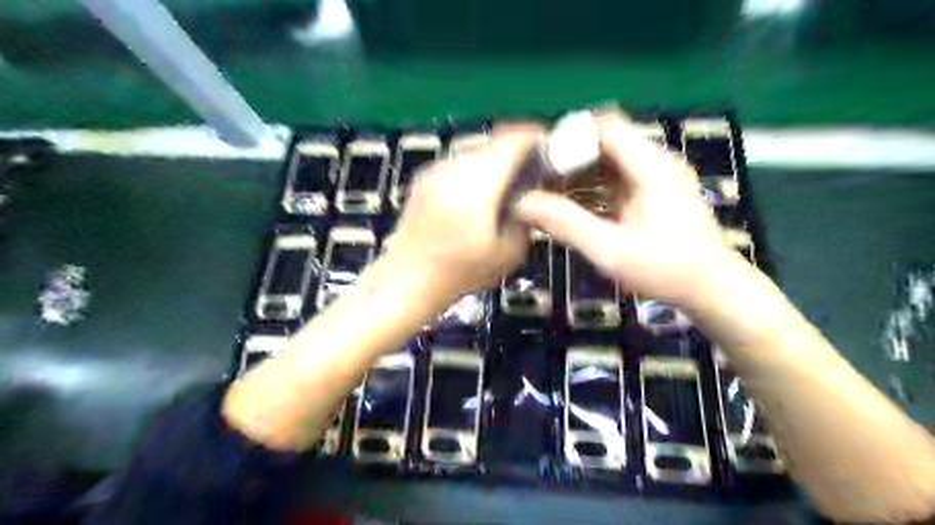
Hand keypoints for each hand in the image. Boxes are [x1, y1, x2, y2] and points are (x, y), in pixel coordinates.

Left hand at [377, 126, 540, 302]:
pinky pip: (457, 162)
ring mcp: (434, 170)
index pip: (512, 142)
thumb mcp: (508, 254)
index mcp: (476, 186)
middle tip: (531, 170)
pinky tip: (477, 194)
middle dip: (516, 151)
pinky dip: (474, 170)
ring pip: (474, 150)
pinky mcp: (423, 179)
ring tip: (505, 183)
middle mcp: (453, 169)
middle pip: (493, 142)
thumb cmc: (459, 273)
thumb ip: (527, 219)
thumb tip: (532, 196)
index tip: (550, 149)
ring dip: (494, 160)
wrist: (406, 280)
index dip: (535, 139)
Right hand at [510, 111, 746, 306]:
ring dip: (577, 177)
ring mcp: (656, 181)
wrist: (716, 293)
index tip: (537, 158)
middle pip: (604, 144)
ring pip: (608, 165)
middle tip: (535, 181)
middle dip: (568, 159)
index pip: (604, 126)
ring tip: (545, 196)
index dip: (568, 135)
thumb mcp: (611, 250)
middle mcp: (655, 164)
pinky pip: (615, 184)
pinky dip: (591, 192)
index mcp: (650, 165)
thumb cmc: (667, 270)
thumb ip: (566, 223)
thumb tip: (523, 202)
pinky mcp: (654, 198)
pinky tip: (570, 211)